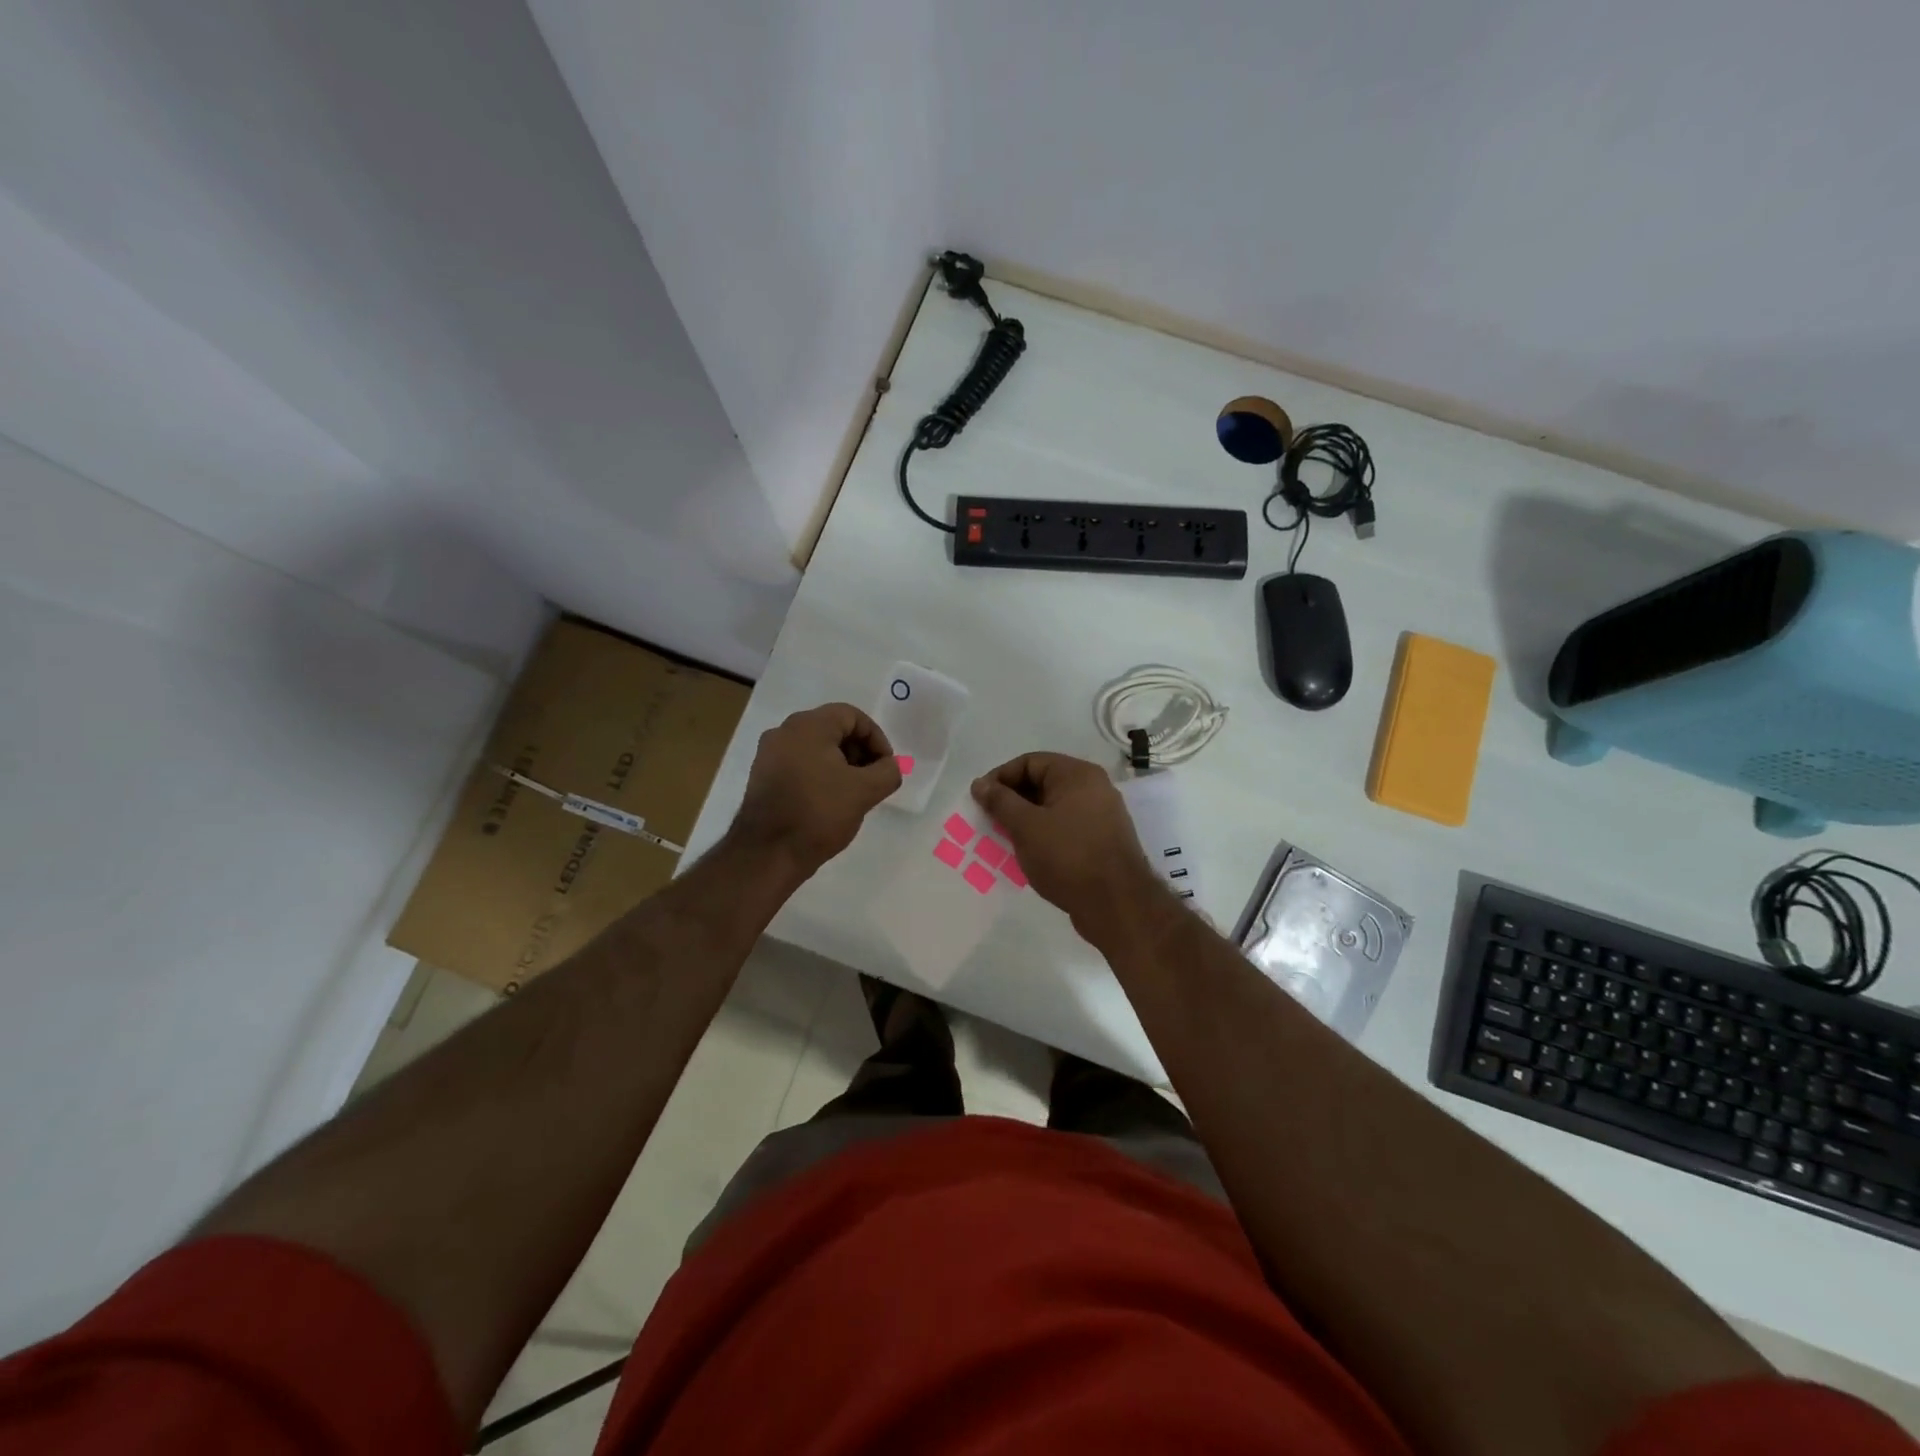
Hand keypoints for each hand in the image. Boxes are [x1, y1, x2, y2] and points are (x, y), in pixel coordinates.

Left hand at [731, 704, 900, 875]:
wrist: (767, 854)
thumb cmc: (818, 814)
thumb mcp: (864, 792)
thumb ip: (888, 772)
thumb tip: (891, 766)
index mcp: (808, 726)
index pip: (852, 716)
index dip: (876, 738)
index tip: (886, 767)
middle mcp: (784, 732)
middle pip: (833, 729)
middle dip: (859, 752)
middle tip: (873, 780)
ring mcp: (769, 754)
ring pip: (816, 748)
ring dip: (841, 765)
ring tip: (854, 794)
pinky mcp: (763, 777)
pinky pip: (800, 764)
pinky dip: (820, 775)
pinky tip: (829, 802)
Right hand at [971, 753, 1161, 936]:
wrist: (1117, 905)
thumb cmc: (1068, 857)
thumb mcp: (1026, 826)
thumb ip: (1000, 801)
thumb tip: (980, 783)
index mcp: (1077, 775)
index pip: (1029, 762)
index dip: (1000, 778)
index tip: (980, 801)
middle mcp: (1093, 788)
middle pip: (1042, 783)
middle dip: (1012, 801)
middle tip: (989, 822)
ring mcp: (1100, 816)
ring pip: (1052, 809)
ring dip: (1025, 821)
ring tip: (1004, 841)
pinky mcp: (1101, 841)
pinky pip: (1065, 828)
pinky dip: (1044, 836)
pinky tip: (1028, 855)